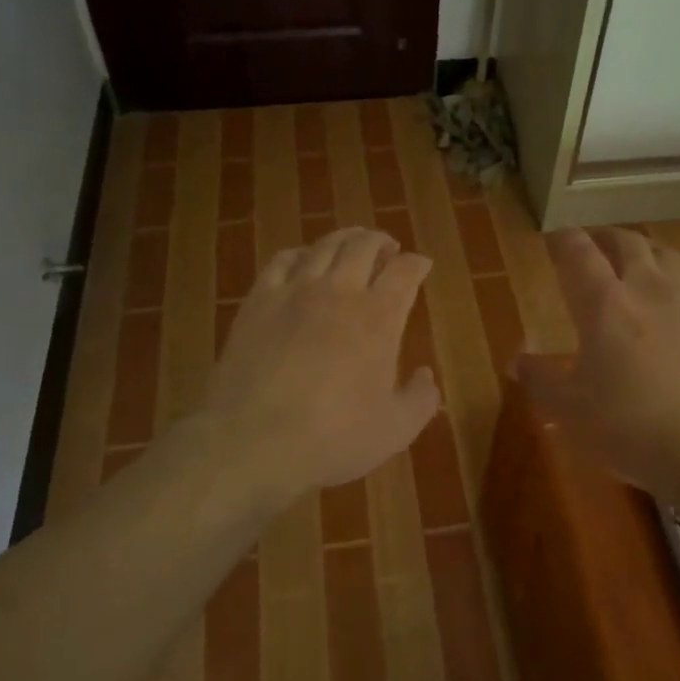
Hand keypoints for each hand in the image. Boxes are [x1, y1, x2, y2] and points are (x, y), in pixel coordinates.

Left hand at [198, 227, 439, 507]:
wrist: (254, 442)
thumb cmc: (333, 438)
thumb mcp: (395, 430)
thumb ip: (420, 399)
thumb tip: (425, 375)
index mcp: (379, 317)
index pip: (404, 271)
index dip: (417, 263)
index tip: (421, 265)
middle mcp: (339, 292)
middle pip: (364, 245)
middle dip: (381, 241)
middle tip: (388, 248)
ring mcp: (295, 291)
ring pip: (324, 246)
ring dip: (345, 239)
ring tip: (352, 243)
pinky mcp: (258, 301)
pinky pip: (282, 260)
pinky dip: (300, 253)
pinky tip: (302, 260)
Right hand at [519, 227, 679, 504]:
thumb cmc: (628, 427)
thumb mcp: (569, 410)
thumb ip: (540, 379)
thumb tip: (516, 360)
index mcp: (605, 304)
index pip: (579, 253)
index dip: (565, 240)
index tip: (555, 240)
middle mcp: (647, 289)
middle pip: (627, 242)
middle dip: (606, 237)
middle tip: (594, 245)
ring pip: (666, 255)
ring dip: (645, 252)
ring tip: (636, 263)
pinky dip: (678, 282)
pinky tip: (676, 302)